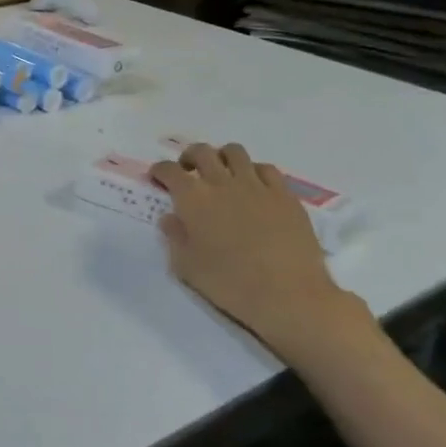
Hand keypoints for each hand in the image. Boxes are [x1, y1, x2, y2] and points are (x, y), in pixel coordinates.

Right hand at [150, 144, 371, 366]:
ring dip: (222, 158)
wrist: (287, 295)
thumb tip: (170, 218)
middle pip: (201, 152)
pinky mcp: (284, 195)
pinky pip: (267, 169)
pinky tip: (254, 187)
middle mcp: (222, 183)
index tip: (158, 179)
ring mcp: (256, 186)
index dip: (160, 171)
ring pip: (235, 152)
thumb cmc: (230, 283)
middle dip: (189, 157)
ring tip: (222, 173)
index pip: (169, 170)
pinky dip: (254, 171)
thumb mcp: (186, 266)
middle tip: (188, 172)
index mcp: (193, 198)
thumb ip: (175, 237)